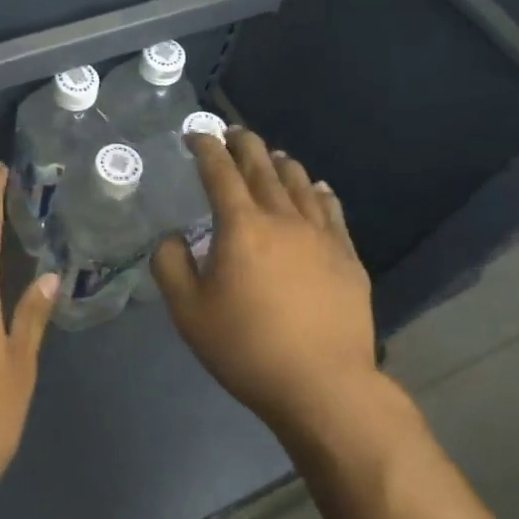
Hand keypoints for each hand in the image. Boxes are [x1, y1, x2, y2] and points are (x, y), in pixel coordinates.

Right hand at [151, 129, 379, 445]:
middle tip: (233, 133)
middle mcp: (283, 219)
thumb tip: (173, 237)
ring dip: (281, 164)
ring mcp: (321, 236)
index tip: (195, 134)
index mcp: (241, 226)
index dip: (206, 148)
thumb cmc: (246, 348)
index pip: (220, 172)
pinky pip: (333, 211)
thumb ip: (171, 265)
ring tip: (271, 156)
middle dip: (244, 145)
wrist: (323, 385)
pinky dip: (320, 192)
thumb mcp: (188, 311)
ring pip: (300, 184)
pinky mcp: (348, 257)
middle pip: (263, 168)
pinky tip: (318, 188)